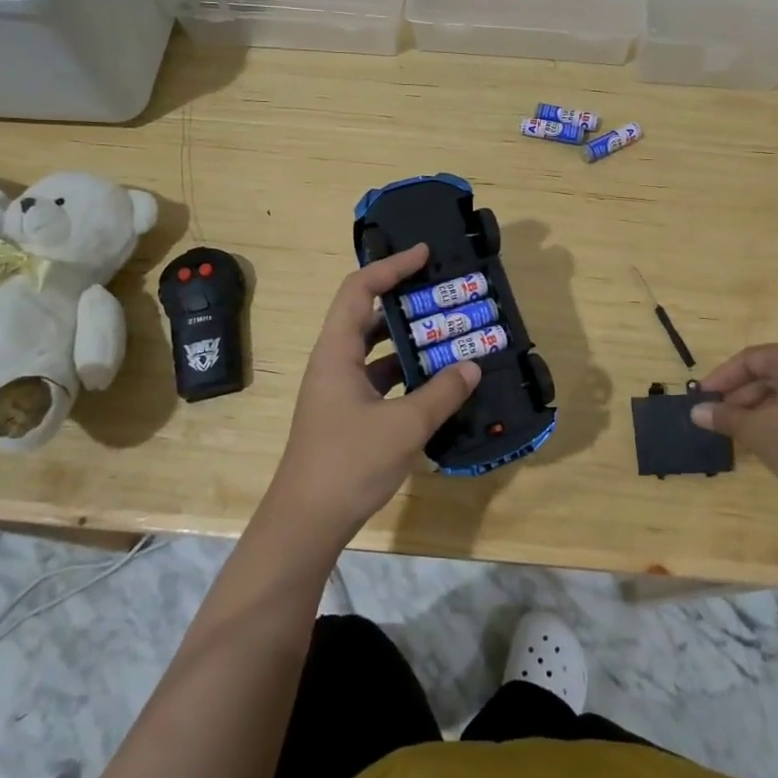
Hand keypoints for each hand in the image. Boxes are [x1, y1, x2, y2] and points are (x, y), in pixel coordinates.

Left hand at [268, 244, 481, 545]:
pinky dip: (405, 375)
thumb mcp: (404, 426)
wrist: (305, 524)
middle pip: (366, 316)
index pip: (359, 289)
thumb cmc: (348, 464)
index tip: (424, 254)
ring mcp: (338, 391)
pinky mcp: (346, 415)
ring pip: (374, 351)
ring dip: (408, 342)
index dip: (391, 266)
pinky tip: (436, 383)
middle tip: (444, 296)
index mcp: (336, 352)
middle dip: (405, 303)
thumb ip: (441, 393)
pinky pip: (379, 380)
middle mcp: (334, 363)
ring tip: (448, 335)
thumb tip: (471, 365)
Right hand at [691, 343, 777, 509]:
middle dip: (738, 394)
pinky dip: (776, 415)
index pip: (750, 359)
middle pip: (767, 372)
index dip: (722, 378)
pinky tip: (761, 436)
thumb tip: (695, 411)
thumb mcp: (759, 432)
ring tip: (733, 429)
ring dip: (755, 407)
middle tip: (715, 415)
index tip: (701, 397)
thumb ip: (725, 417)